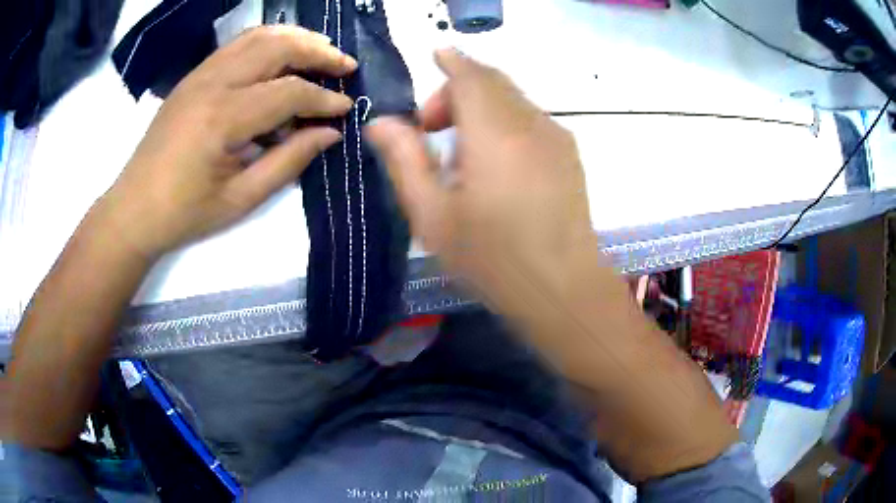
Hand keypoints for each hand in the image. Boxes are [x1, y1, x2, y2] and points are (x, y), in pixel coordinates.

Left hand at [99, 25, 356, 257]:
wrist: (133, 209)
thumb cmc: (184, 213)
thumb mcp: (240, 199)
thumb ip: (288, 161)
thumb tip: (329, 133)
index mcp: (222, 118)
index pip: (288, 92)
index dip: (323, 98)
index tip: (346, 109)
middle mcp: (212, 83)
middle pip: (277, 46)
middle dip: (318, 51)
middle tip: (345, 66)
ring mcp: (200, 74)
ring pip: (258, 36)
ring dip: (295, 38)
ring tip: (321, 51)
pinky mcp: (193, 76)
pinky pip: (237, 44)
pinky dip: (268, 41)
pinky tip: (283, 53)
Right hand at [366, 49, 595, 314]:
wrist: (562, 288)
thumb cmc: (492, 258)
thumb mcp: (432, 215)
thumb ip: (405, 160)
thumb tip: (381, 123)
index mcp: (494, 133)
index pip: (471, 76)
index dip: (451, 62)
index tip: (435, 56)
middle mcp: (530, 123)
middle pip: (493, 82)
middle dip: (458, 90)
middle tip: (431, 127)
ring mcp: (556, 137)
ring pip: (513, 99)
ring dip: (482, 107)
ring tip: (460, 153)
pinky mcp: (569, 154)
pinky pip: (530, 119)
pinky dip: (505, 121)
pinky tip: (495, 163)